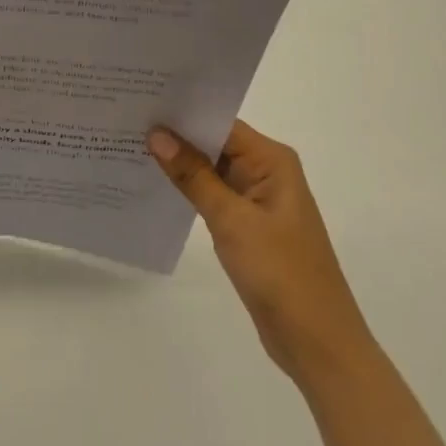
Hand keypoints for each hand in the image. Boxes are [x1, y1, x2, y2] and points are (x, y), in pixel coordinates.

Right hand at [149, 120, 373, 382]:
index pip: (220, 122)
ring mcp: (258, 200)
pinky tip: (155, 184)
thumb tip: (157, 134)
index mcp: (272, 160)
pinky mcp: (249, 226)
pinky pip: (214, 195)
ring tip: (131, 145)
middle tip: (127, 119)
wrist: (318, 345)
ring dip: (179, 163)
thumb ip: (193, 175)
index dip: (182, 111)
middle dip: (175, 135)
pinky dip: (189, 190)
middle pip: (215, 142)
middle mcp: (266, 171)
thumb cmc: (281, 273)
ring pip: (211, 169)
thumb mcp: (232, 220)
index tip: (142, 101)